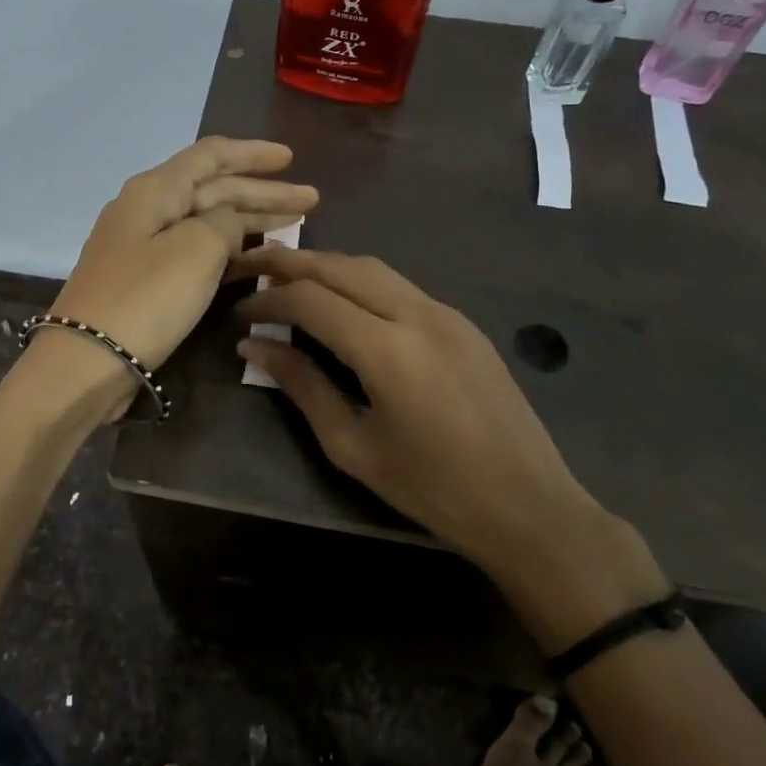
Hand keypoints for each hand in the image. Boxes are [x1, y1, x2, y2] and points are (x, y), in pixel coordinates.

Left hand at [39, 137, 317, 407]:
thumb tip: (230, 221)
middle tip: (311, 200)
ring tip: (293, 226)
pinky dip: (229, 252)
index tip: (292, 158)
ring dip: (250, 222)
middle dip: (263, 193)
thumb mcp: (196, 249)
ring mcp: (144, 247)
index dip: (253, 154)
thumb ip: (225, 222)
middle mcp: (147, 209)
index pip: (211, 156)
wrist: (87, 361)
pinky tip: (258, 260)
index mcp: (155, 190)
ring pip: (207, 222)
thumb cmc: (146, 298)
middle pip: (213, 189)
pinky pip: (196, 252)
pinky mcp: (146, 281)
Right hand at [232, 248, 666, 650]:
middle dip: (290, 260)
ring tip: (287, 276)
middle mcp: (417, 314)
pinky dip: (359, 281)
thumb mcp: (353, 446)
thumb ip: (302, 386)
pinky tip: (340, 300)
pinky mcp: (462, 322)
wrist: (527, 504)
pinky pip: (399, 285)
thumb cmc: (432, 488)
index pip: (311, 299)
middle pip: (341, 266)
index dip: (268, 300)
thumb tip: (254, 346)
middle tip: (250, 265)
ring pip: (373, 267)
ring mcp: (446, 313)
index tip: (239, 313)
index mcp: (387, 350)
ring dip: (326, 264)